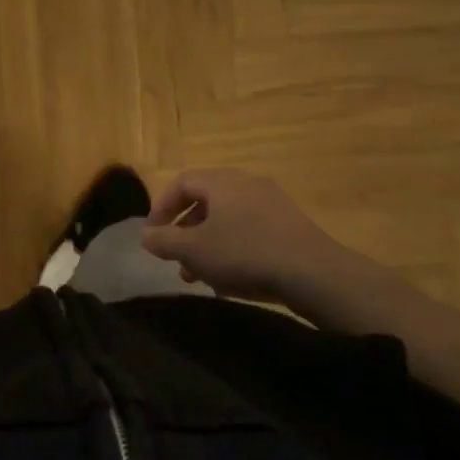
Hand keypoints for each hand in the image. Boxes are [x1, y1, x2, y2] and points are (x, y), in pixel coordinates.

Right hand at [141, 170, 403, 322]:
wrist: (313, 273)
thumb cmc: (244, 254)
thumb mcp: (194, 250)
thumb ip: (164, 240)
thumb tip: (146, 235)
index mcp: (222, 181)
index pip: (181, 183)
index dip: (161, 208)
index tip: (152, 236)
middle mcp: (247, 183)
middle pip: (205, 202)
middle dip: (185, 233)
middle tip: (175, 260)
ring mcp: (273, 203)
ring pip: (228, 220)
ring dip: (208, 245)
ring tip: (200, 277)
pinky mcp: (290, 225)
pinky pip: (250, 231)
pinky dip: (233, 249)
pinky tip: (232, 279)